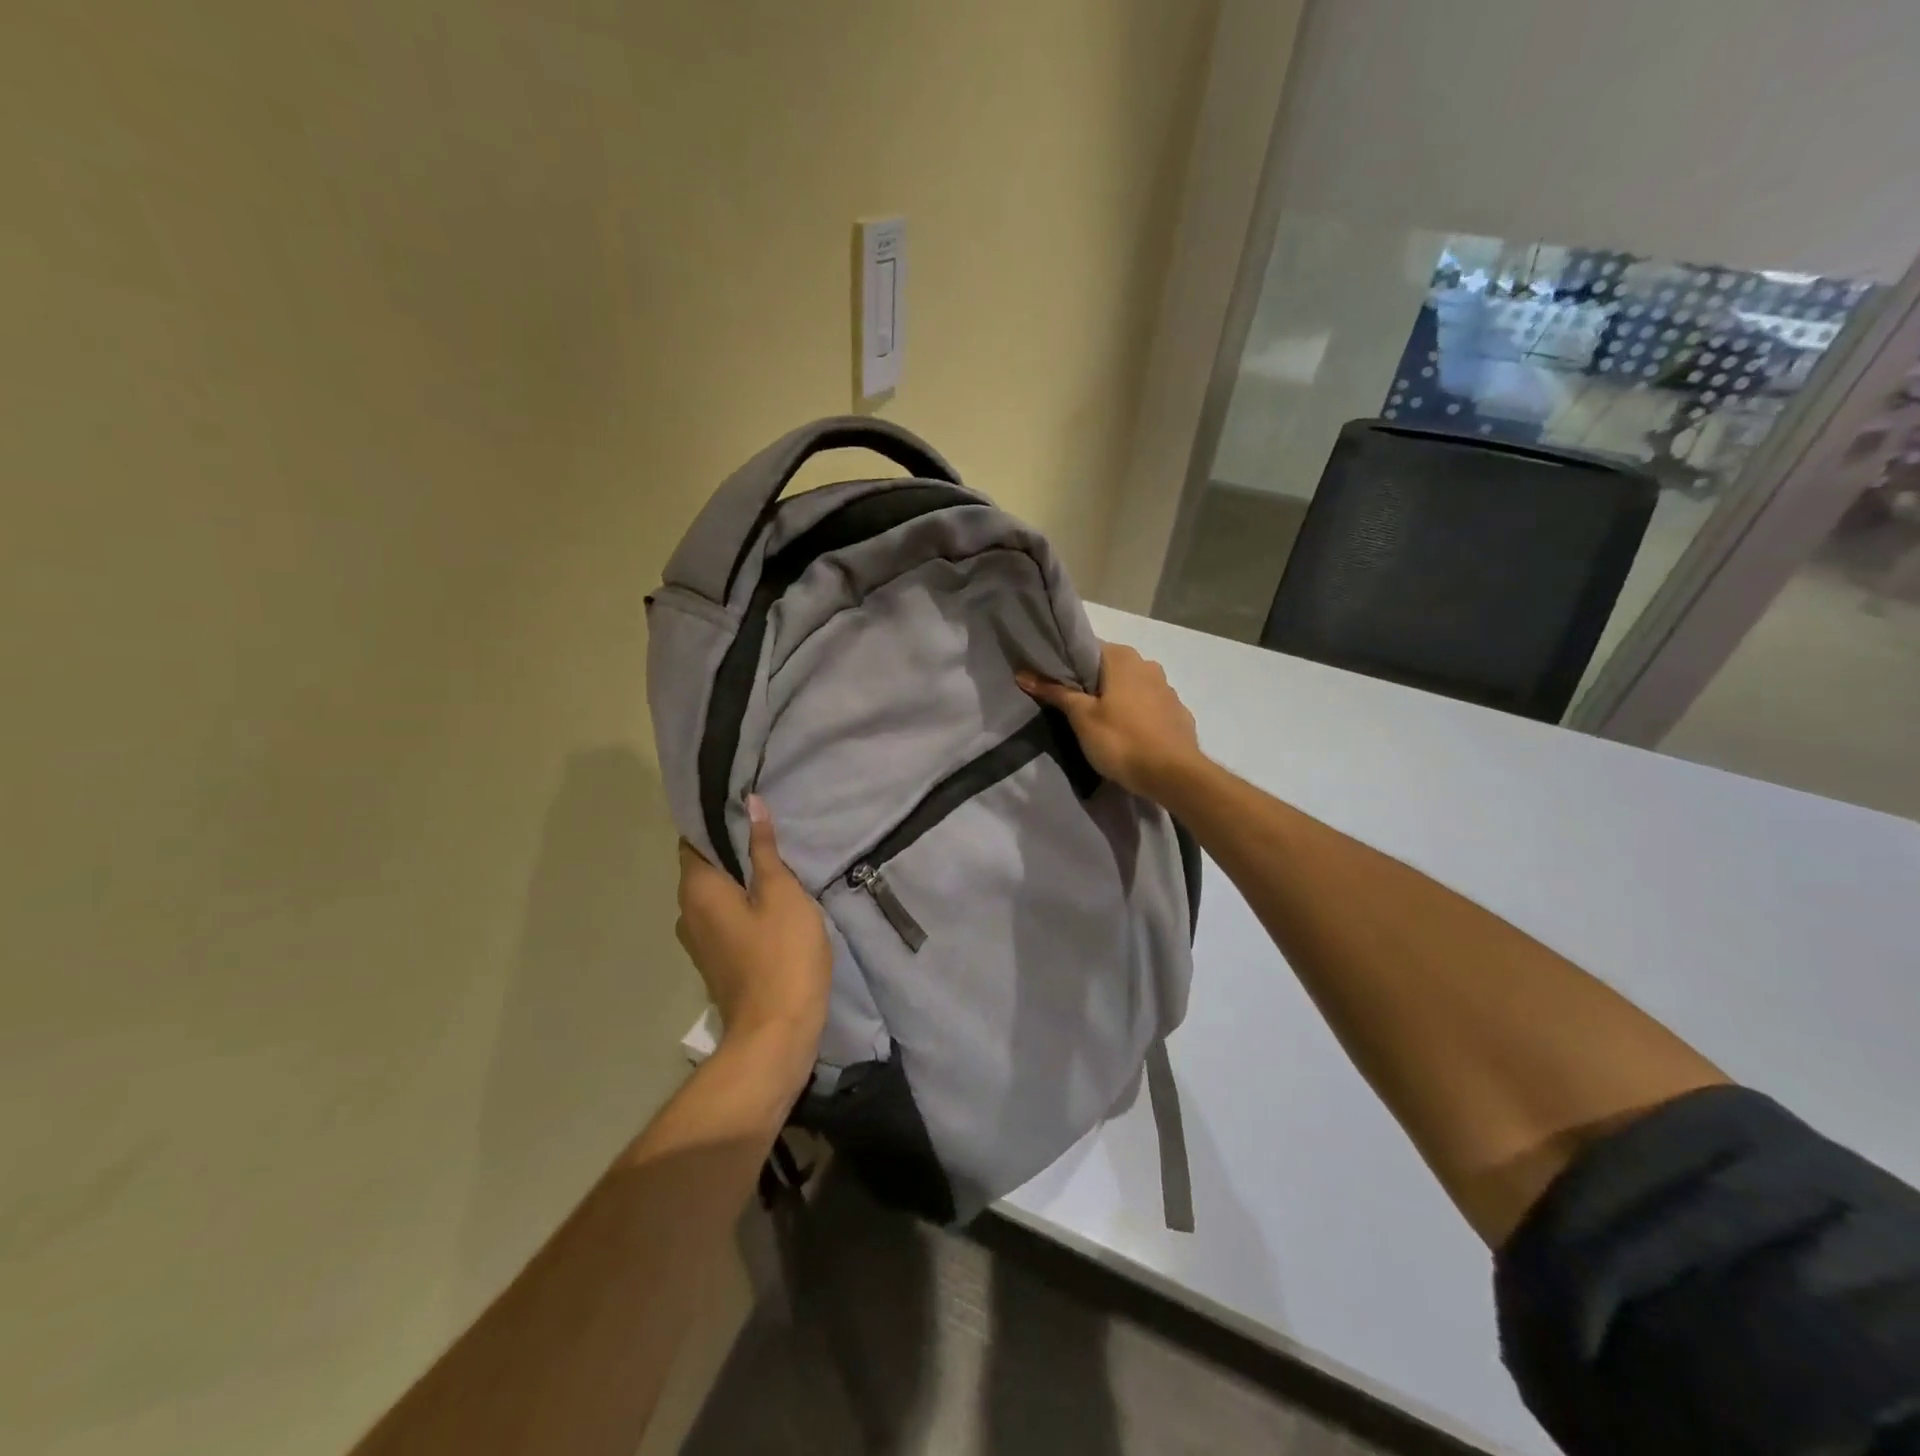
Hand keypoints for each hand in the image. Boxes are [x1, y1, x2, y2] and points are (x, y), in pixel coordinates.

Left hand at [676, 796, 831, 1077]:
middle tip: (768, 828)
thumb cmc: (782, 955)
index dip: (715, 819)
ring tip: (773, 860)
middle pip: (703, 866)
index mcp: (697, 890)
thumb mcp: (782, 893)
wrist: (776, 1032)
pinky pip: (723, 918)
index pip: (693, 839)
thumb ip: (764, 849)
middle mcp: (686, 912)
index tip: (743, 803)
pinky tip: (770, 899)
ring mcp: (698, 942)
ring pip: (714, 894)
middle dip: (730, 847)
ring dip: (737, 877)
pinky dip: (740, 903)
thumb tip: (750, 803)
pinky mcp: (716, 961)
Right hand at [1017, 643, 1202, 800]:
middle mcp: (1148, 665)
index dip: (1067, 664)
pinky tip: (1128, 735)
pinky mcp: (1178, 713)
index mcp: (1123, 658)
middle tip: (1071, 706)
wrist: (1174, 775)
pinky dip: (1136, 715)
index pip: (1087, 648)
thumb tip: (1023, 674)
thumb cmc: (1121, 740)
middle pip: (1110, 668)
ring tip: (1098, 722)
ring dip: (1116, 698)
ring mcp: (1167, 689)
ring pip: (1132, 687)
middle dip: (1092, 683)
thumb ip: (1055, 692)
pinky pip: (1149, 707)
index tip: (1052, 681)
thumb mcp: (1081, 717)